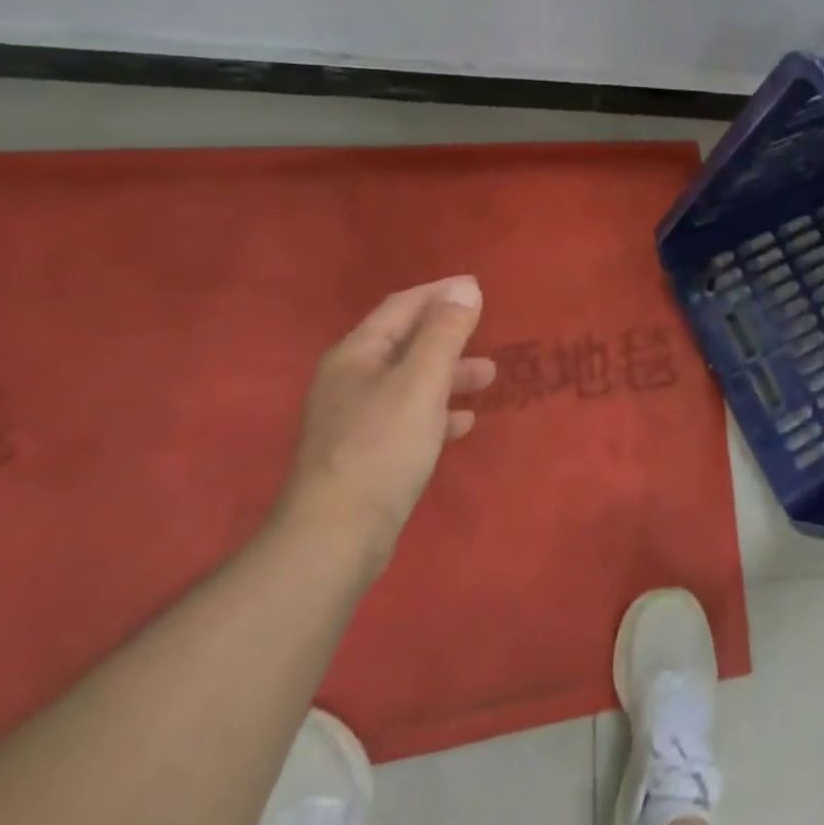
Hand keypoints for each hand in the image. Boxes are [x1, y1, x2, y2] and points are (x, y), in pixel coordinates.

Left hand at [277, 277, 494, 571]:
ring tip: (489, 379)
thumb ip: (445, 333)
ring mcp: (355, 419)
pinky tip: (462, 424)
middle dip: (450, 337)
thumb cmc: (381, 448)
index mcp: (356, 356)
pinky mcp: (365, 453)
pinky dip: (438, 412)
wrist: (335, 537)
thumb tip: (466, 287)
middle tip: (488, 337)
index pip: (401, 307)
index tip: (477, 287)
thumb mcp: (420, 383)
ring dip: (449, 375)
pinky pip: (408, 418)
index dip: (440, 293)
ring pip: (411, 382)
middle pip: (406, 343)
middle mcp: (350, 380)